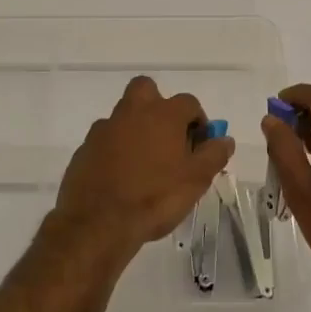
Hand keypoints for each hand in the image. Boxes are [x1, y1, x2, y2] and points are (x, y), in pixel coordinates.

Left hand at [47, 76, 234, 269]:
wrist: (99, 222)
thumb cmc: (155, 197)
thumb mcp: (195, 180)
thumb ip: (213, 155)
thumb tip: (225, 139)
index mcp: (162, 114)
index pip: (188, 102)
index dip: (198, 120)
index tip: (200, 144)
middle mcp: (132, 112)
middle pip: (146, 89)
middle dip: (158, 105)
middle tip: (167, 136)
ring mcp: (105, 128)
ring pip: (124, 115)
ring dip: (136, 128)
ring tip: (145, 163)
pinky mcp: (85, 147)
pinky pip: (106, 139)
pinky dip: (115, 149)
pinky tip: (121, 175)